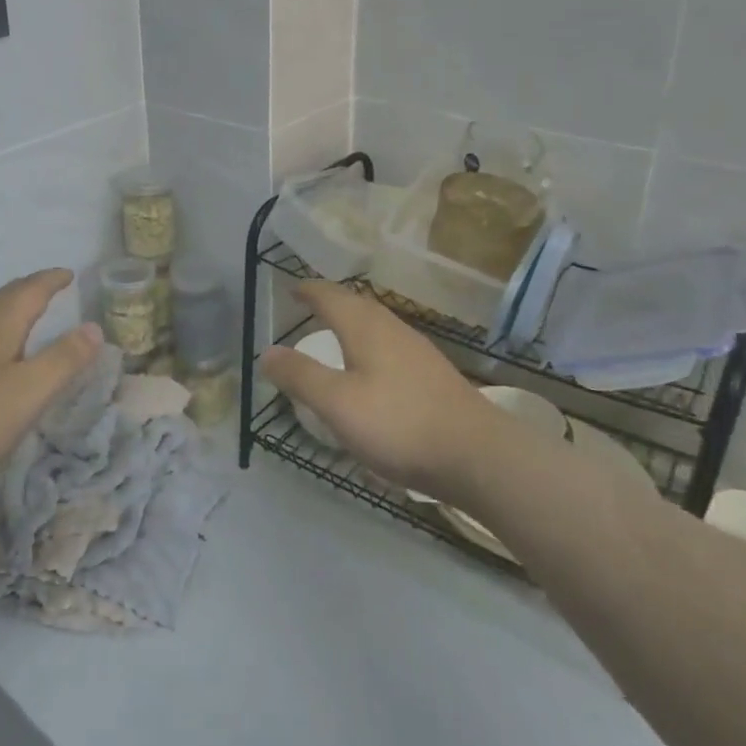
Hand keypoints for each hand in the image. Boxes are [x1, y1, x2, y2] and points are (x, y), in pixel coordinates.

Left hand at [0, 269, 102, 498]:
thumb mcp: (30, 391)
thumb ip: (65, 359)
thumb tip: (94, 327)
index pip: (30, 290)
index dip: (51, 280)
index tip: (69, 274)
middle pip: (6, 296)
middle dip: (31, 288)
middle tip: (53, 286)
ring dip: (12, 307)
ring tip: (30, 313)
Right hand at [260, 282, 498, 495]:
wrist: (479, 456)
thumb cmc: (399, 424)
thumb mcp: (337, 404)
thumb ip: (300, 376)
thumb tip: (266, 352)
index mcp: (365, 328)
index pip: (331, 296)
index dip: (308, 290)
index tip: (291, 289)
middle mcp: (393, 329)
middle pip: (357, 305)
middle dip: (331, 302)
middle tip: (310, 307)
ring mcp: (418, 351)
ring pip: (378, 325)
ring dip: (353, 323)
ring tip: (337, 335)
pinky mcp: (434, 376)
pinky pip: (392, 346)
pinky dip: (371, 345)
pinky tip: (373, 372)